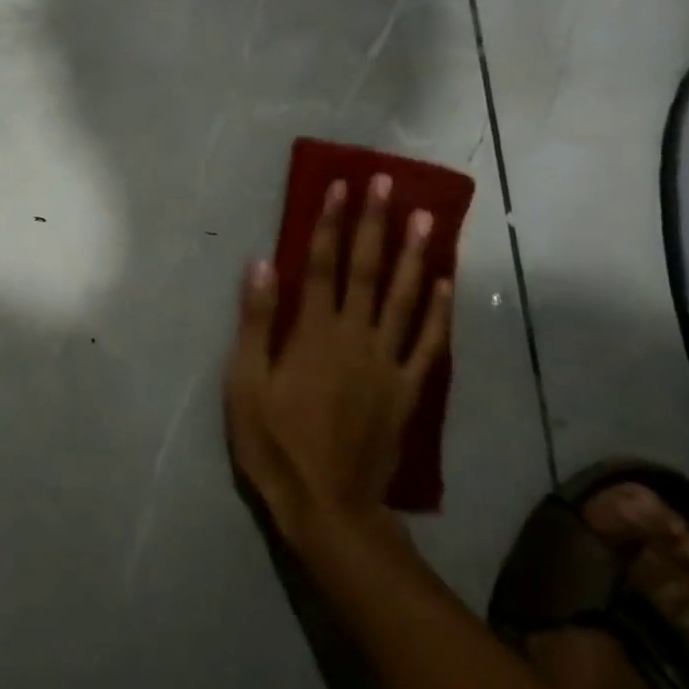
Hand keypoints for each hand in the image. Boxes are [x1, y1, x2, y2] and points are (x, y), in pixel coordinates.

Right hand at [224, 174, 453, 557]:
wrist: (327, 506)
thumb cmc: (274, 442)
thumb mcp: (245, 382)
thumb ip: (256, 321)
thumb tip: (263, 264)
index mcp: (312, 333)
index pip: (322, 264)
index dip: (331, 223)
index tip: (342, 186)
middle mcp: (354, 337)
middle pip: (366, 271)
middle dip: (375, 223)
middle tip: (388, 182)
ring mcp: (386, 363)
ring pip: (403, 298)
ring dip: (414, 254)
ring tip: (426, 217)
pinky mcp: (406, 390)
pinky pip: (427, 344)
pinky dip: (437, 311)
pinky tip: (443, 282)